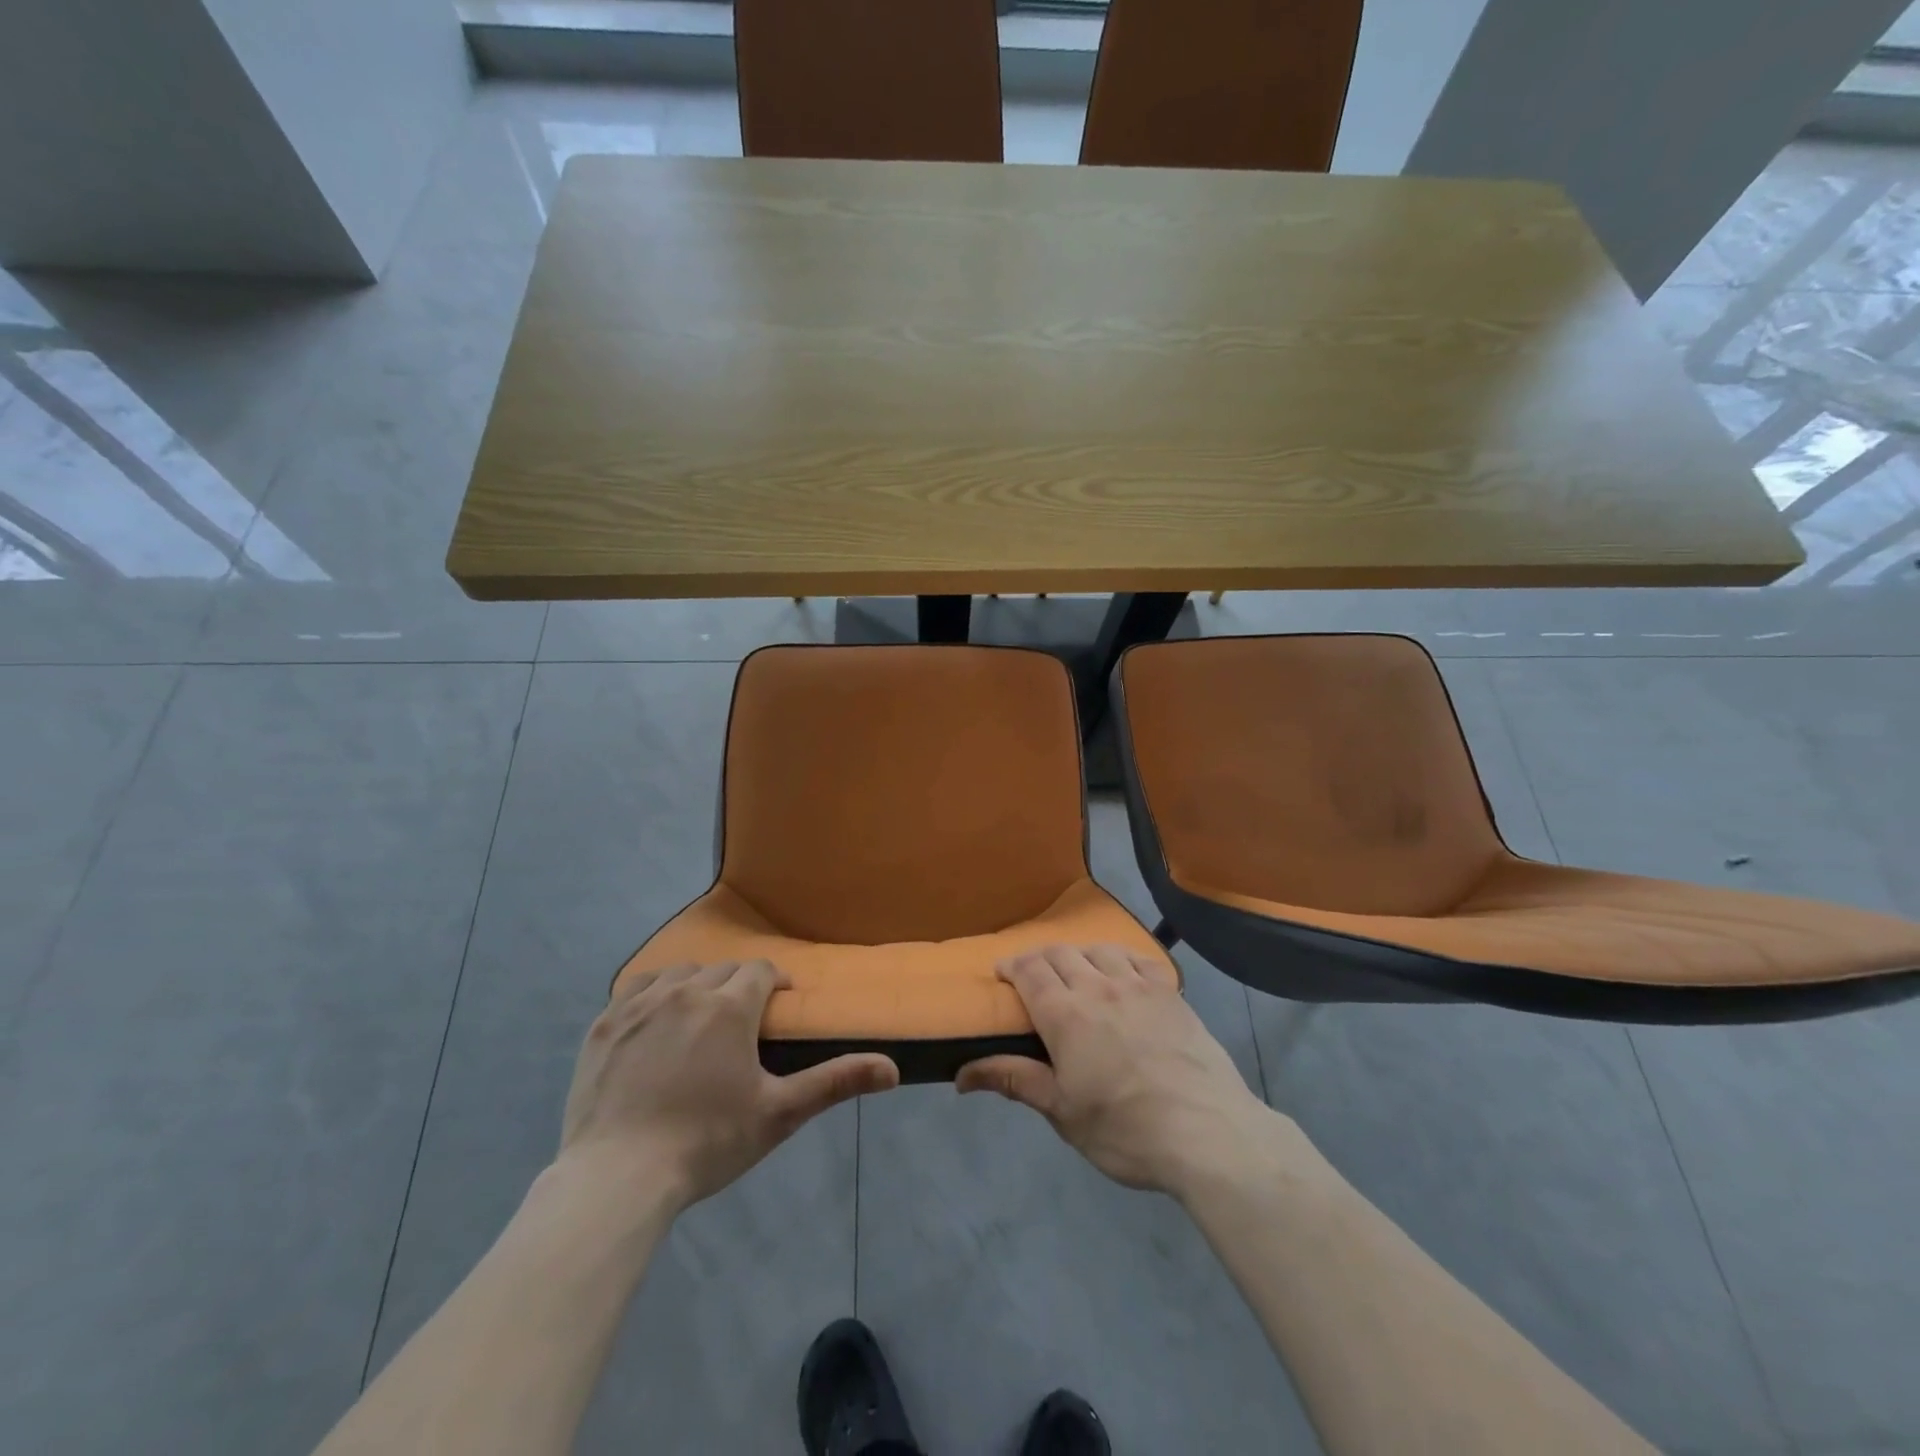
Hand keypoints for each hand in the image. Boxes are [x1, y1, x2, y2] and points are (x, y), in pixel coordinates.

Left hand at [559, 960, 898, 1209]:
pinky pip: (635, 988)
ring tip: (700, 1016)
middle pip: (723, 970)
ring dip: (697, 984)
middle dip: (739, 986)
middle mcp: (687, 990)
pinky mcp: (605, 1024)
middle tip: (742, 1022)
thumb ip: (835, 1082)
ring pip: (679, 972)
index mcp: (730, 1006)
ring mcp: (639, 1004)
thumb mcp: (779, 1114)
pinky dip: (653, 993)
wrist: (617, 1178)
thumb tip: (893, 1069)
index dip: (775, 983)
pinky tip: (655, 1019)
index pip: (761, 971)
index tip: (780, 1004)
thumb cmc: (706, 1143)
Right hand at [957, 945, 1273, 1197]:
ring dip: (1078, 954)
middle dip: (1039, 958)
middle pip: (1060, 953)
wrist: (1207, 1132)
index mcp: (1065, 1013)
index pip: (1029, 970)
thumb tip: (961, 1074)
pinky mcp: (1170, 992)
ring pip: (1098, 949)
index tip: (1002, 972)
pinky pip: (1137, 958)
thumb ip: (1014, 1080)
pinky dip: (1119, 958)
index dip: (1011, 965)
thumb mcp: (1062, 1112)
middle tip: (1033, 976)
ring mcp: (1138, 985)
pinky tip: (1120, 973)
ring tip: (1075, 971)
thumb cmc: (1125, 1129)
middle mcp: (1098, 986)